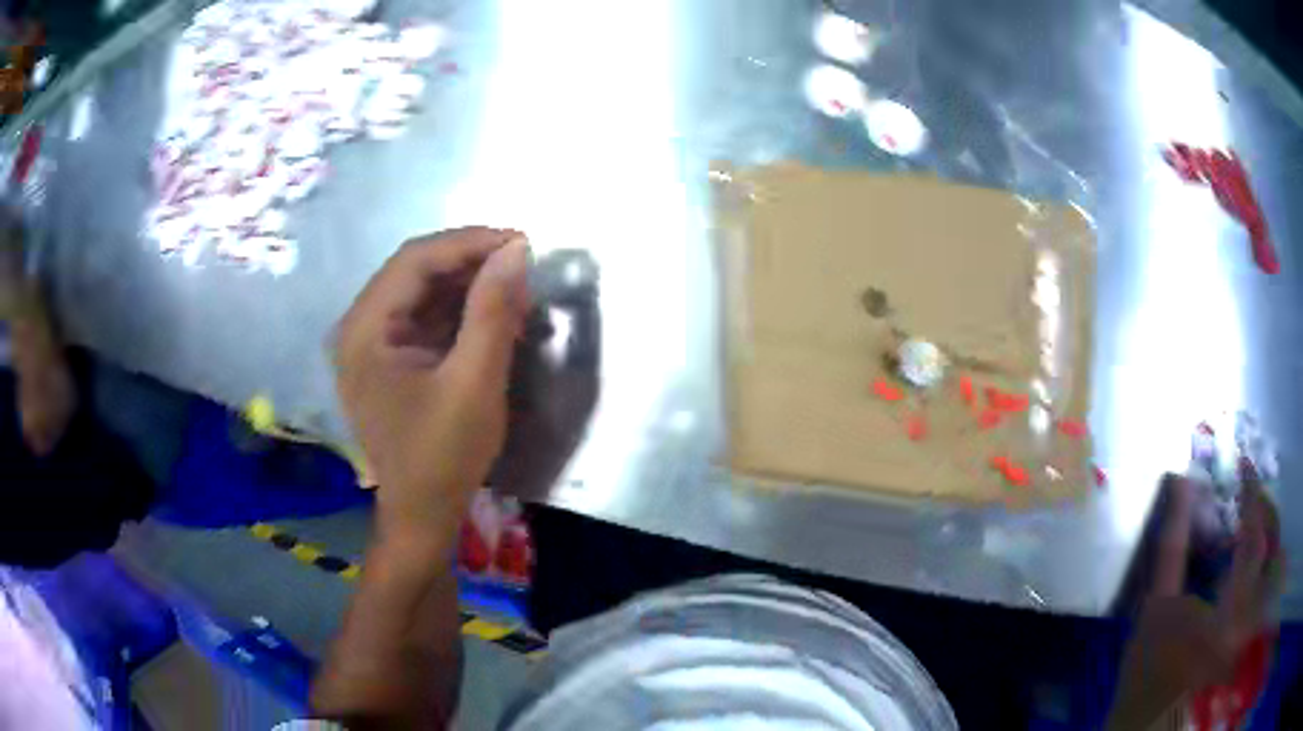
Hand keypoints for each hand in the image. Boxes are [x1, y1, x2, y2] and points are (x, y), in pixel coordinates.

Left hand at [334, 227, 529, 548]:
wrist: (424, 516)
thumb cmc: (443, 456)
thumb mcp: (474, 383)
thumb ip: (492, 312)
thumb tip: (515, 252)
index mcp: (364, 331)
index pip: (414, 261)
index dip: (468, 243)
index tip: (520, 242)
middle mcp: (359, 328)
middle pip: (416, 272)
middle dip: (471, 265)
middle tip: (522, 268)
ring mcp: (372, 345)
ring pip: (423, 293)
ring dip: (469, 287)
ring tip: (516, 293)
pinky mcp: (390, 361)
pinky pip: (426, 319)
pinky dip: (461, 313)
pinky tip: (494, 317)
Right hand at [1108, 466, 1282, 728]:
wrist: (1147, 719)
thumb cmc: (1147, 669)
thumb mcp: (1156, 608)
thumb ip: (1173, 544)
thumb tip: (1182, 483)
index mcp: (1228, 613)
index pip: (1253, 538)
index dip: (1252, 495)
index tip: (1244, 463)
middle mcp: (1246, 617)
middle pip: (1267, 545)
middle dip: (1260, 509)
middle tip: (1246, 487)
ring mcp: (1248, 625)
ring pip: (1268, 559)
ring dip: (1261, 529)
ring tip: (1247, 512)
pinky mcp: (1245, 631)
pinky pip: (1262, 580)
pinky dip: (1258, 556)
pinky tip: (1244, 552)